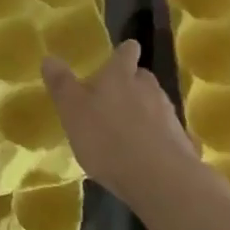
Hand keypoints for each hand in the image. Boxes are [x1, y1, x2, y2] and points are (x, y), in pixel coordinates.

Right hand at [42, 40, 208, 210]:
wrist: (159, 178)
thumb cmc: (106, 138)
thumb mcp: (72, 111)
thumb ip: (61, 85)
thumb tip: (49, 57)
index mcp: (120, 76)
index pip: (126, 53)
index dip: (124, 52)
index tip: (124, 52)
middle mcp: (147, 88)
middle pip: (142, 77)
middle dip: (132, 83)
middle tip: (116, 96)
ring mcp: (168, 114)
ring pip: (155, 104)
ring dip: (144, 111)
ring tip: (127, 129)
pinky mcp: (180, 141)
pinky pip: (166, 132)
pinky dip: (156, 137)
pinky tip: (145, 153)